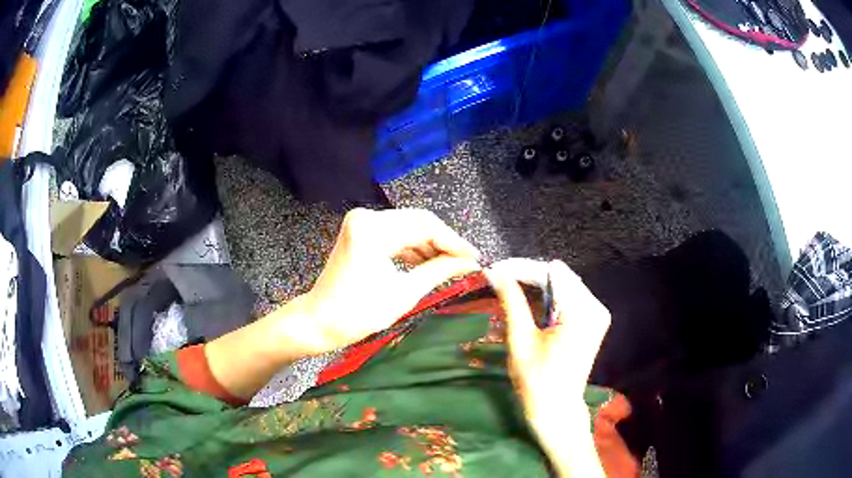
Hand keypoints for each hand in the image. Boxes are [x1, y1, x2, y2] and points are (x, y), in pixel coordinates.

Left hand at [298, 208, 480, 352]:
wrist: (319, 322)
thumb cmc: (358, 313)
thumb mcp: (404, 293)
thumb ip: (440, 271)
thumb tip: (471, 264)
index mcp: (373, 228)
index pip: (425, 226)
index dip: (454, 242)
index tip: (476, 258)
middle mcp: (366, 217)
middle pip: (417, 222)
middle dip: (444, 242)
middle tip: (467, 262)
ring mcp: (362, 223)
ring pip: (408, 228)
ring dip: (430, 245)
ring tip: (452, 265)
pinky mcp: (361, 232)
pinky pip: (395, 235)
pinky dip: (413, 248)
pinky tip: (429, 263)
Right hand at [485, 259, 610, 475]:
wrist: (557, 408)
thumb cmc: (536, 380)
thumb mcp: (521, 340)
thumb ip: (512, 302)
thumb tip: (496, 273)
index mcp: (580, 313)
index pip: (551, 273)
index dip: (522, 269)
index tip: (496, 271)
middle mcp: (595, 307)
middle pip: (559, 276)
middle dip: (529, 276)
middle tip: (500, 280)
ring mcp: (598, 313)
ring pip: (564, 284)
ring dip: (538, 285)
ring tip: (511, 290)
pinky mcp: (595, 319)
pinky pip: (571, 296)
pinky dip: (550, 296)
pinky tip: (532, 303)